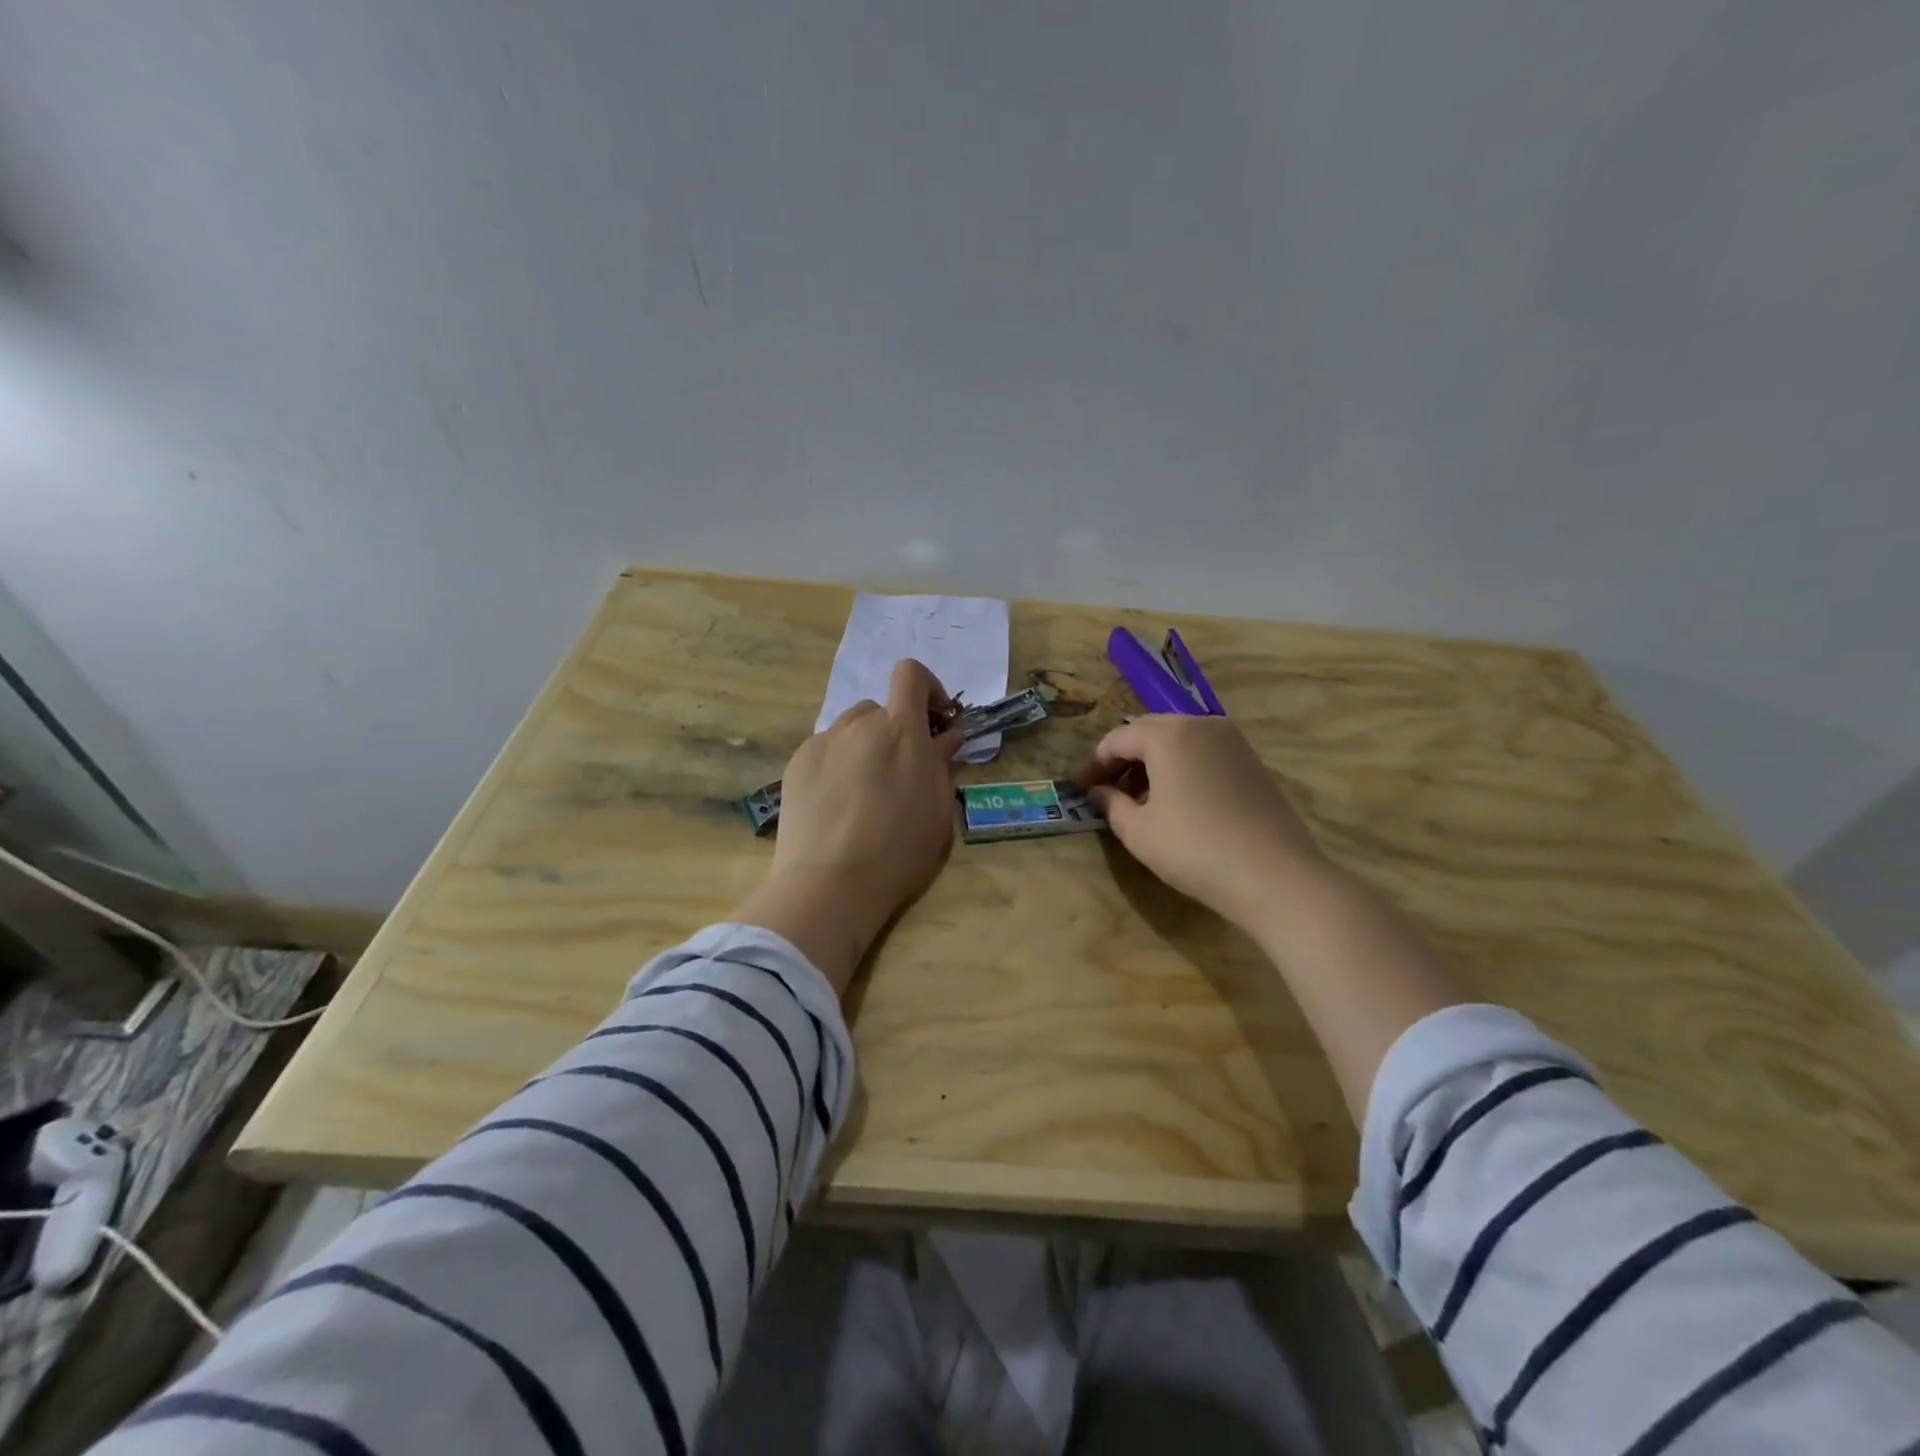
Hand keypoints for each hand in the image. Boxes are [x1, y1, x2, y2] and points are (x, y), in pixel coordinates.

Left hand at [734, 660, 961, 992]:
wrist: (830, 884)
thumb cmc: (898, 850)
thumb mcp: (937, 809)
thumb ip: (941, 763)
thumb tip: (946, 736)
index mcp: (900, 730)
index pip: (910, 674)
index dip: (928, 688)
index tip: (936, 721)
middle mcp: (858, 724)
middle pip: (881, 708)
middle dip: (896, 730)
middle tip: (902, 770)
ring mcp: (823, 742)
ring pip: (851, 728)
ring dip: (866, 744)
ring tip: (866, 788)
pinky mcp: (797, 763)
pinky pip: (827, 749)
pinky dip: (839, 763)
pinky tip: (838, 802)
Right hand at [1075, 715, 1326, 929]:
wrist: (1275, 875)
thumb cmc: (1195, 849)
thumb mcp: (1139, 831)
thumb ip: (1111, 804)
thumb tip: (1098, 792)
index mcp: (1169, 734)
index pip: (1117, 738)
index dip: (1094, 764)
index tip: (1079, 789)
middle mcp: (1201, 725)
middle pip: (1149, 731)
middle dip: (1123, 758)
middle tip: (1106, 790)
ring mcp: (1232, 741)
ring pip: (1179, 740)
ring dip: (1152, 762)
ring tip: (1139, 798)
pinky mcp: (1252, 761)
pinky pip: (1203, 753)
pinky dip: (1181, 767)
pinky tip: (1176, 801)